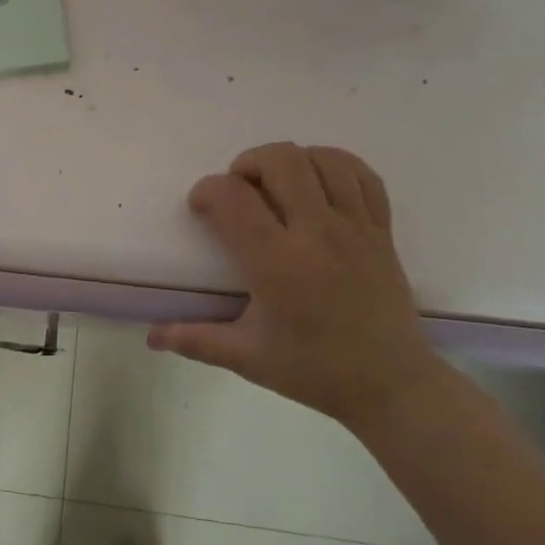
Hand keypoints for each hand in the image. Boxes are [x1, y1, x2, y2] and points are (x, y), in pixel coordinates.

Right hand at [147, 144, 441, 427]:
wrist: (392, 385)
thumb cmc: (314, 370)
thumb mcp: (247, 358)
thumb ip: (195, 340)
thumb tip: (152, 336)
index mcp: (278, 264)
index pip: (233, 198)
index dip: (207, 191)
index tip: (201, 208)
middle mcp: (317, 234)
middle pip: (281, 161)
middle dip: (247, 164)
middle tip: (238, 191)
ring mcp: (356, 228)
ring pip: (322, 159)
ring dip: (290, 161)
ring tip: (276, 186)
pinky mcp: (382, 231)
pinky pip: (362, 175)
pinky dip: (335, 166)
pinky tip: (318, 184)